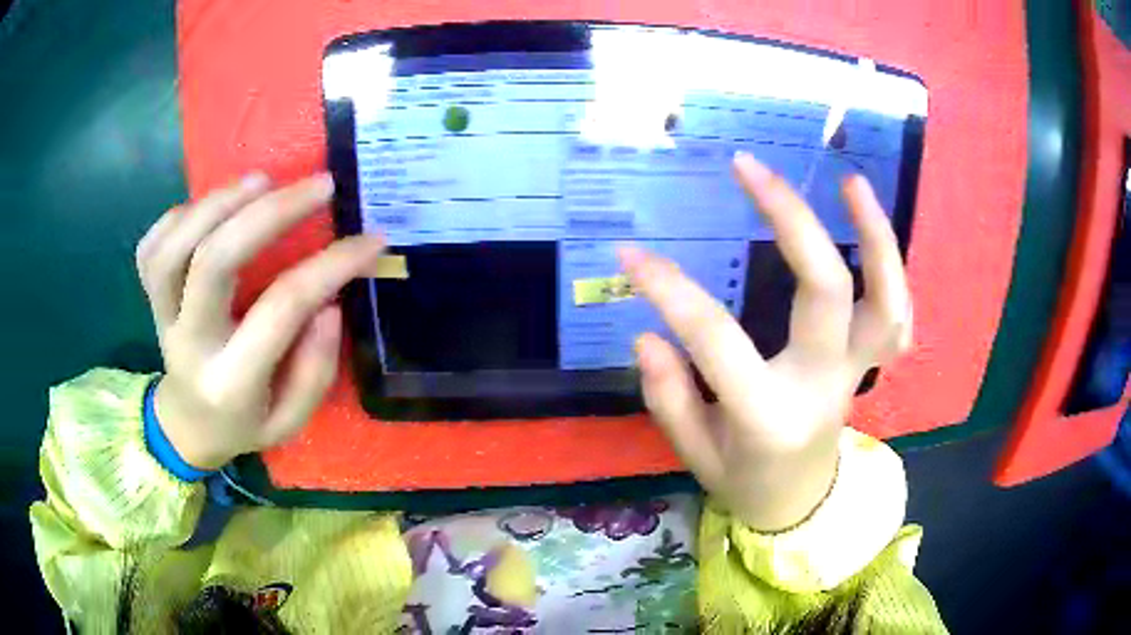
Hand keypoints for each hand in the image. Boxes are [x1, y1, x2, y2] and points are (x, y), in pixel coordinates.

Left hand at [134, 173, 385, 469]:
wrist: (188, 426)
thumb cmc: (245, 424)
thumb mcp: (291, 423)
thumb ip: (314, 371)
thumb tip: (328, 304)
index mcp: (231, 383)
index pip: (281, 310)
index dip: (331, 267)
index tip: (371, 240)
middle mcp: (190, 344)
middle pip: (215, 261)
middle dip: (270, 212)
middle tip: (320, 186)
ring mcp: (162, 317)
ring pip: (176, 246)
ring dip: (220, 202)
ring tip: (263, 180)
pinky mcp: (149, 298)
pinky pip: (153, 247)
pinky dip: (181, 214)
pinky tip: (213, 208)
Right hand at [620, 153, 911, 531]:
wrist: (800, 502)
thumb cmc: (744, 480)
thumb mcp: (694, 455)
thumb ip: (669, 398)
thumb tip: (650, 333)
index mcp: (770, 415)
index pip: (717, 340)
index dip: (669, 291)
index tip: (630, 255)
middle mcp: (824, 384)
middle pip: (825, 290)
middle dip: (789, 219)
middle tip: (748, 167)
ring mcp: (857, 371)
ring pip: (886, 299)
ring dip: (874, 235)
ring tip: (850, 181)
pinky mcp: (870, 364)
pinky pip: (897, 315)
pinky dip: (893, 270)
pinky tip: (870, 229)